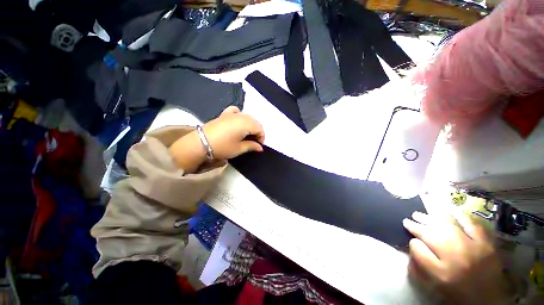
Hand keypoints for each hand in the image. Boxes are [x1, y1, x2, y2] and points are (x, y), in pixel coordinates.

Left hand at [202, 106, 264, 158]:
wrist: (201, 143)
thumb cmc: (223, 147)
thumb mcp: (239, 149)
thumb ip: (252, 146)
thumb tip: (260, 147)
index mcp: (246, 124)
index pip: (259, 128)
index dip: (262, 137)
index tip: (259, 145)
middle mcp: (241, 116)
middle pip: (254, 121)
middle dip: (257, 131)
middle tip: (254, 141)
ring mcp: (231, 114)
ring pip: (247, 116)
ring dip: (250, 125)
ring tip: (247, 134)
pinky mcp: (224, 114)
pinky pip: (235, 111)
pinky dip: (239, 115)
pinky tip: (238, 121)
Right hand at [403, 211, 509, 304]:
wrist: (488, 299)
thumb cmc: (456, 292)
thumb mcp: (434, 284)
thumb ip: (421, 263)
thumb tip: (412, 243)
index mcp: (440, 270)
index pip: (418, 247)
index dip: (412, 240)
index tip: (407, 233)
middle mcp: (455, 256)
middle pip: (431, 233)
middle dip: (418, 224)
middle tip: (410, 219)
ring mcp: (472, 246)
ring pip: (447, 226)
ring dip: (431, 218)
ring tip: (422, 214)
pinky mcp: (486, 242)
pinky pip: (471, 224)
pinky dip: (459, 214)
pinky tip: (448, 208)